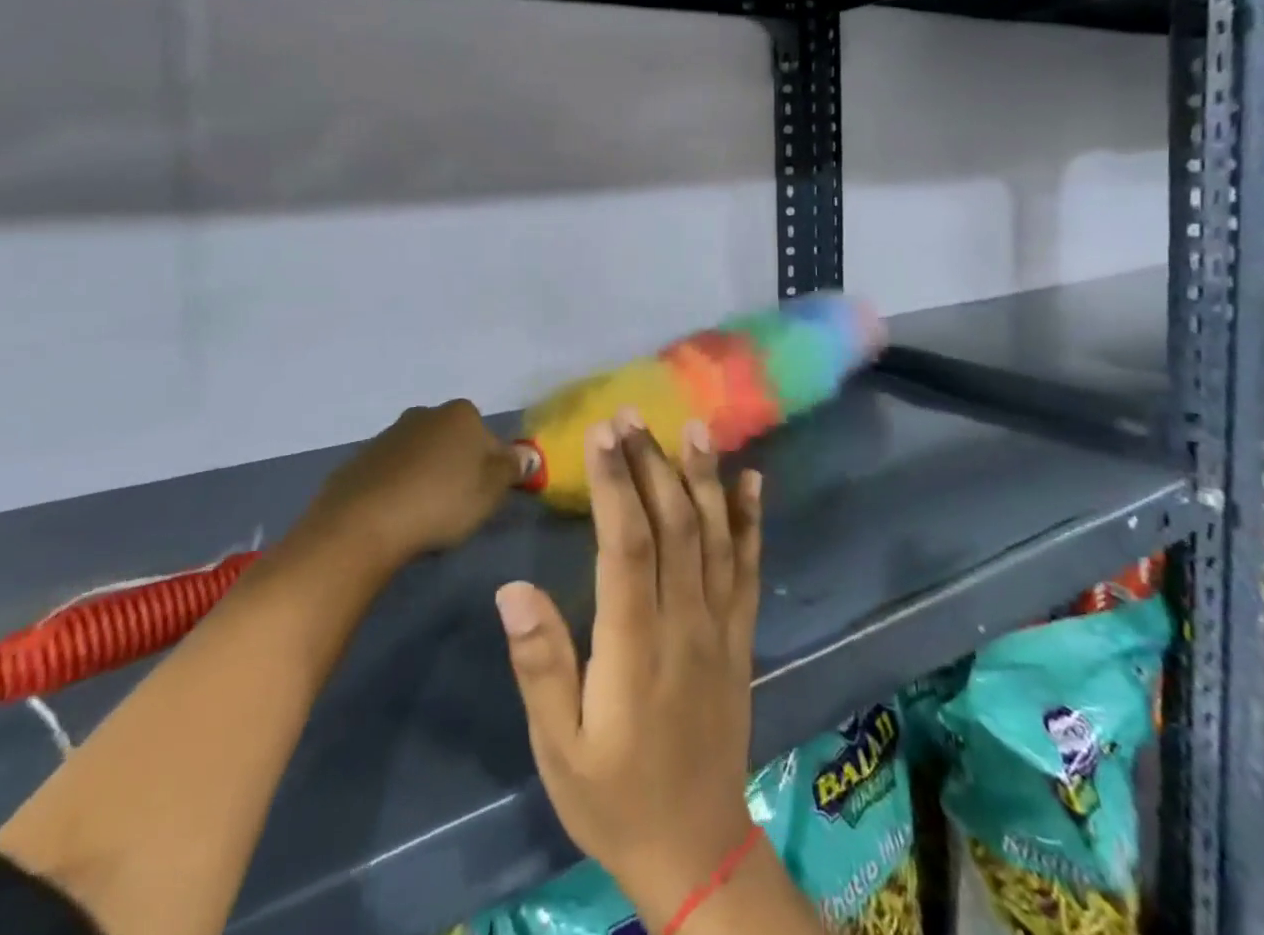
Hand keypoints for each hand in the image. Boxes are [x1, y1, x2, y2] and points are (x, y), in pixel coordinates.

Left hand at [295, 400, 522, 570]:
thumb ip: (512, 468)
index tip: (484, 497)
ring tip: (424, 515)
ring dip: (427, 476)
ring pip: (422, 455)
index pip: (489, 438)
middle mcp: (425, 414)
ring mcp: (389, 434)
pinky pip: (392, 472)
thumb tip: (527, 455)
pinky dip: (398, 488)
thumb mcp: (491, 490)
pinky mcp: (361, 459)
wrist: (362, 522)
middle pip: (454, 441)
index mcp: (461, 414)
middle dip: (457, 467)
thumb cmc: (440, 501)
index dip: (492, 468)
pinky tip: (396, 516)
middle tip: (456, 506)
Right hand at [494, 412, 762, 929]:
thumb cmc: (614, 796)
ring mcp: (721, 625)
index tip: (602, 432)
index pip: (627, 544)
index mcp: (635, 644)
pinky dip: (751, 520)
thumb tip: (511, 588)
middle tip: (632, 413)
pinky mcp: (741, 636)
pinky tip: (751, 480)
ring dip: (703, 477)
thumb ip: (540, 665)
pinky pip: (750, 568)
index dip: (615, 483)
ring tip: (693, 427)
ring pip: (716, 536)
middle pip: (674, 525)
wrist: (697, 851)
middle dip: (652, 462)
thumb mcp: (559, 748)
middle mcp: (685, 621)